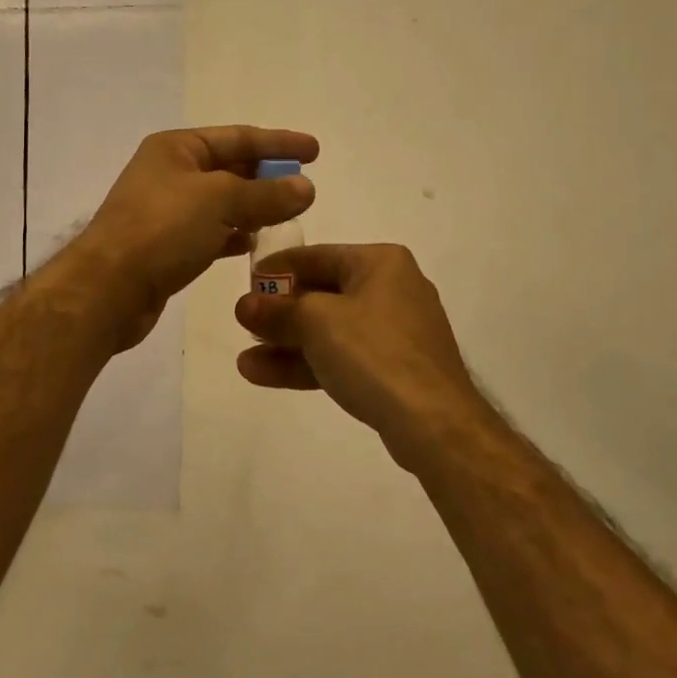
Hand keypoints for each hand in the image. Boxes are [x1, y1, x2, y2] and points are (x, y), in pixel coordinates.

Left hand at [65, 126, 317, 351]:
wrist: (108, 290)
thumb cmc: (162, 230)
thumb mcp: (220, 202)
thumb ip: (266, 194)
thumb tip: (305, 187)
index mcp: (177, 148)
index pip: (238, 136)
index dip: (279, 143)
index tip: (314, 151)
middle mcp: (170, 173)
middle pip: (230, 168)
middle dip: (267, 176)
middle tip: (305, 186)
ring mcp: (166, 211)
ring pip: (221, 203)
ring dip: (253, 207)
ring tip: (288, 215)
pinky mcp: (166, 246)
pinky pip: (209, 232)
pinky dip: (232, 235)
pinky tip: (252, 244)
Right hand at [234, 244, 483, 467]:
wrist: (433, 421)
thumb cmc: (374, 353)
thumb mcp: (317, 322)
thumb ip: (278, 311)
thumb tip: (244, 305)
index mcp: (381, 262)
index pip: (318, 256)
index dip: (278, 269)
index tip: (245, 283)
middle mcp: (391, 289)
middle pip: (323, 294)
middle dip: (280, 313)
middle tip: (243, 324)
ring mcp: (394, 332)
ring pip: (330, 331)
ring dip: (287, 343)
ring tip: (245, 358)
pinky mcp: (393, 369)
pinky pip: (343, 357)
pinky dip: (308, 363)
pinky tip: (264, 374)